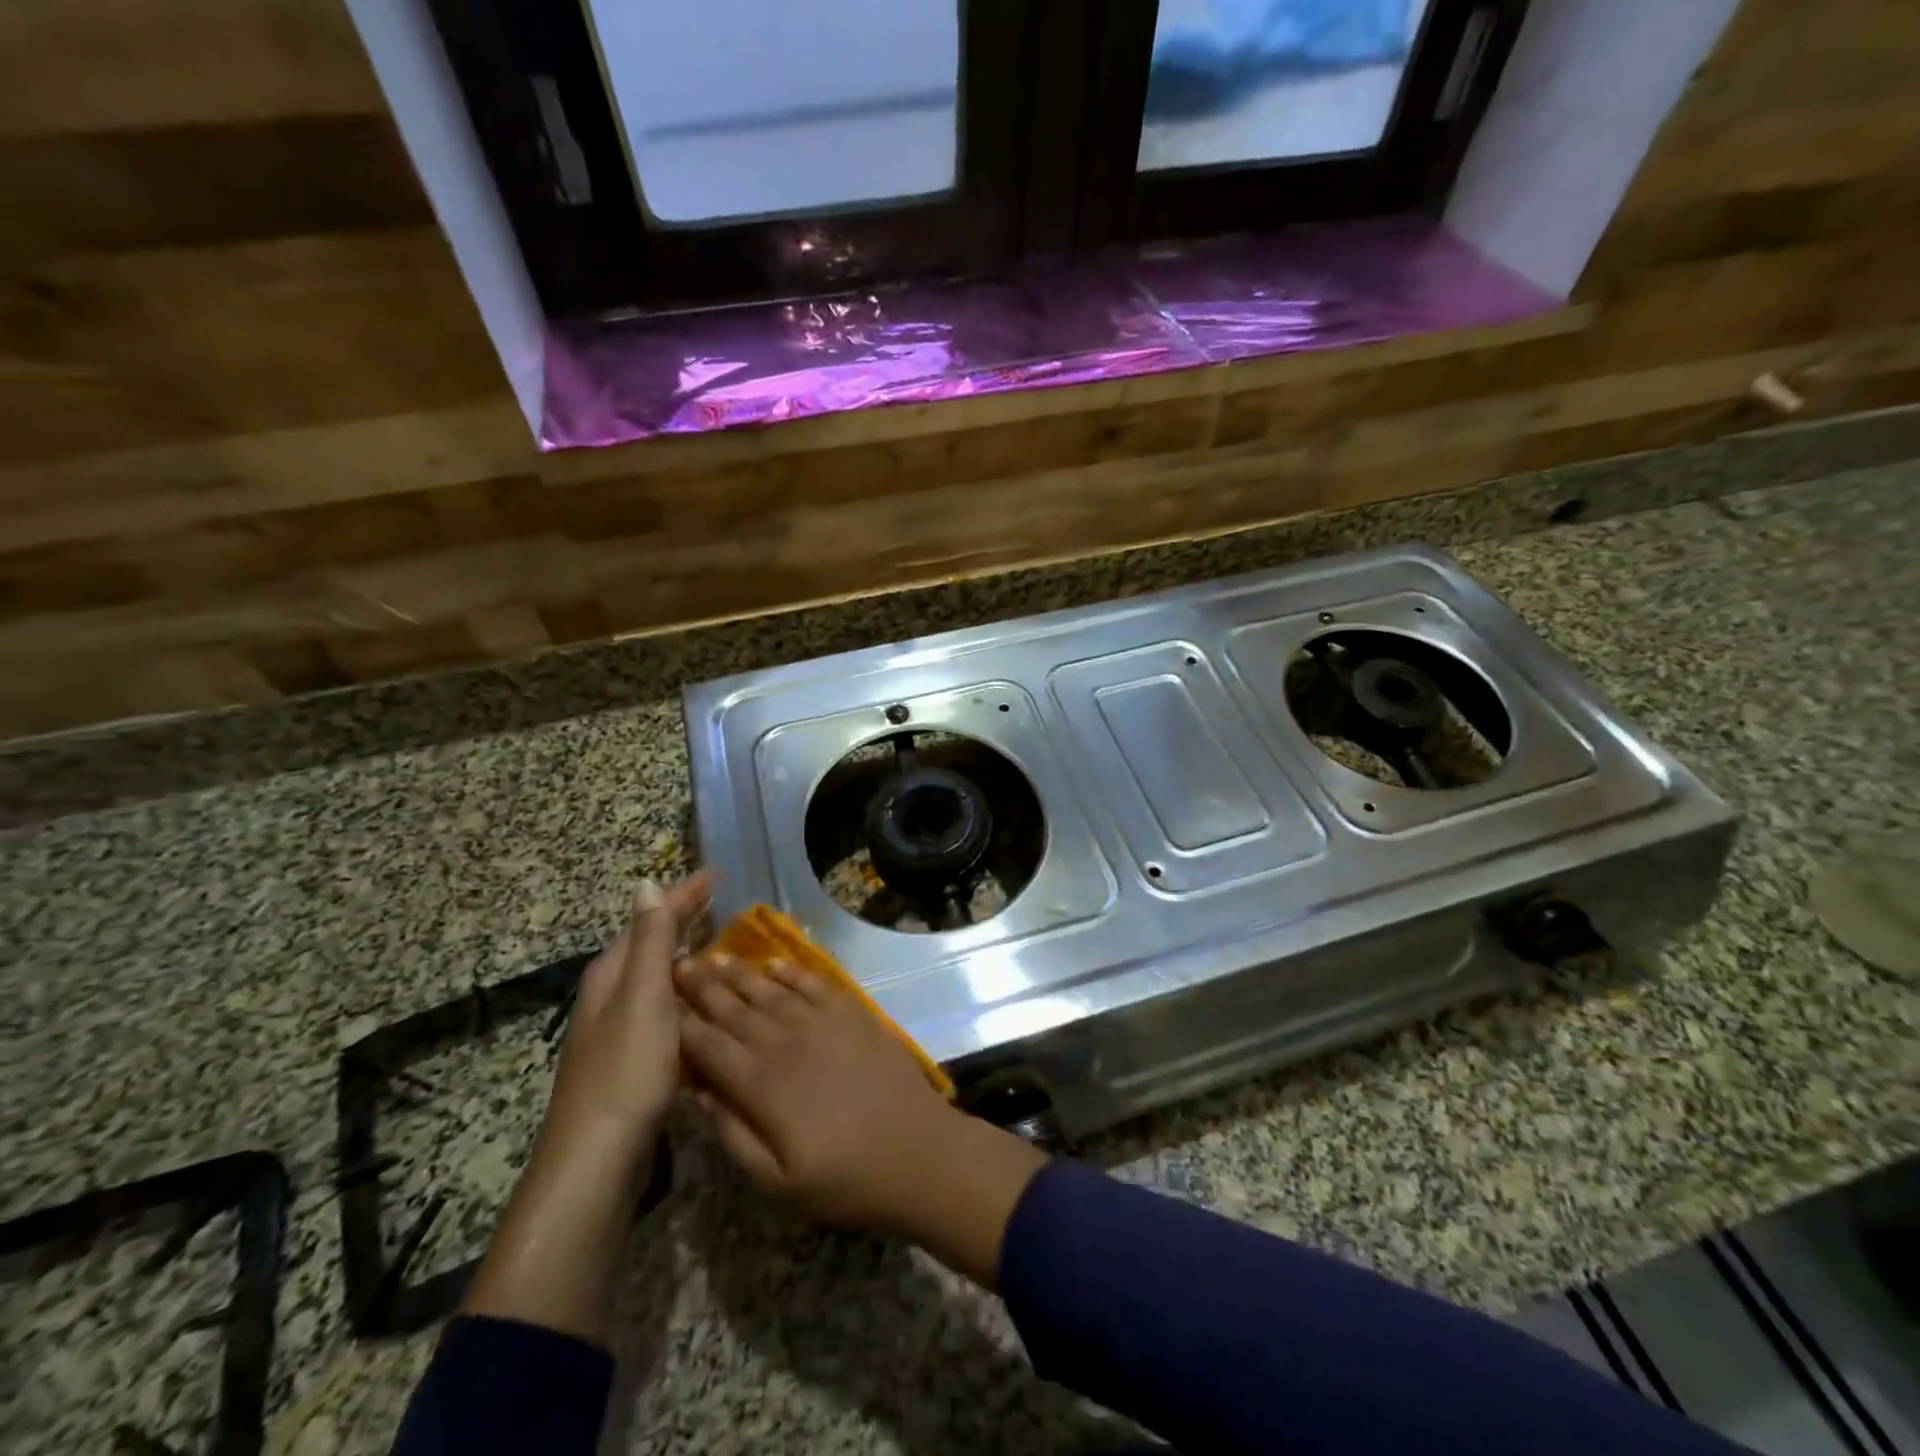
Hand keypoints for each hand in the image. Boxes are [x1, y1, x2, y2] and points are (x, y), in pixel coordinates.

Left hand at [543, 870, 711, 1167]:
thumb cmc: (625, 1070)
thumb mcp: (643, 997)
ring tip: (722, 942)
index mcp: (612, 976)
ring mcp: (620, 1031)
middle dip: (682, 920)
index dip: (682, 896)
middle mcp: (612, 997)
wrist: (598, 1160)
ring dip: (687, 955)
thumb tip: (645, 884)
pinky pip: (666, 1008)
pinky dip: (687, 992)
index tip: (716, 874)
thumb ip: (649, 942)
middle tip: (721, 901)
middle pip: (650, 945)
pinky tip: (707, 1001)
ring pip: (658, 978)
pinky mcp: (634, 1060)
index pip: (650, 920)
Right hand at [676, 953, 1047, 1287]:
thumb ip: (732, 1134)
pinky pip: (813, 982)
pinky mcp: (852, 1012)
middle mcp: (784, 1041)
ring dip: (739, 973)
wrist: (917, 1151)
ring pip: (769, 990)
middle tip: (679, 963)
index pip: (707, 1046)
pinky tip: (774, 963)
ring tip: (714, 956)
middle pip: (733, 1008)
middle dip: (702, 986)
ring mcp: (821, 1021)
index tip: (659, 1001)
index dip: (681, 1023)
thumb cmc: (844, 1178)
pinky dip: (790, 971)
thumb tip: (698, 1093)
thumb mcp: (776, 1182)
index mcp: (760, 1084)